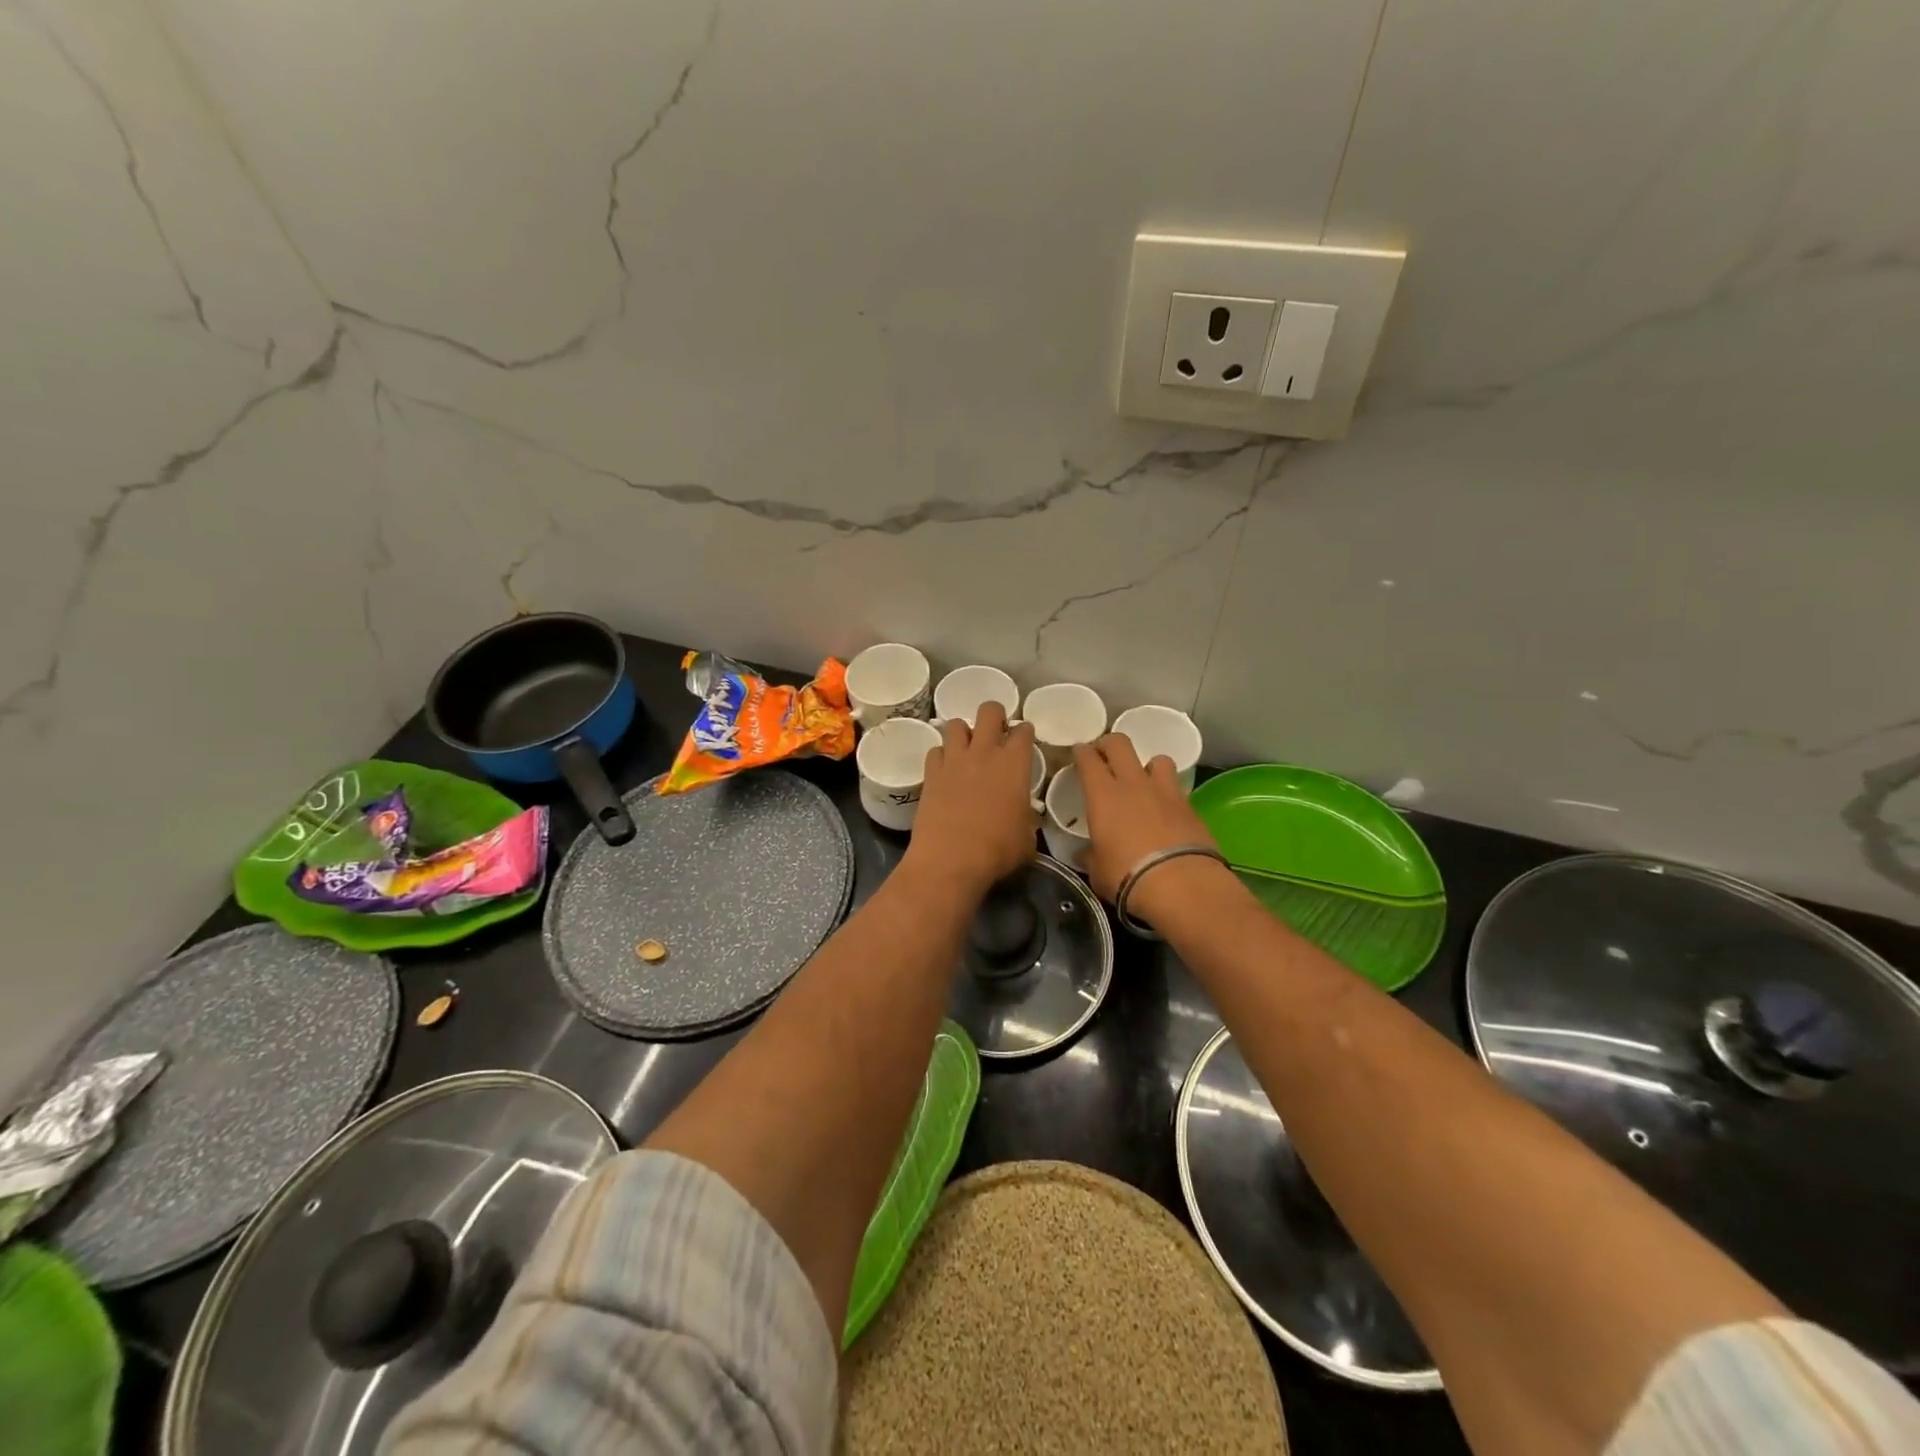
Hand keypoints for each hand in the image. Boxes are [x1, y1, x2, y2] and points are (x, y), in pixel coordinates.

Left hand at [903, 702, 1038, 895]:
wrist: (950, 860)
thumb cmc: (997, 850)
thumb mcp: (1026, 838)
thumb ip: (1027, 818)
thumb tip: (1025, 817)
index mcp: (1015, 764)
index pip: (1023, 731)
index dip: (1025, 732)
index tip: (1024, 739)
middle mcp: (984, 752)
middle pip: (989, 711)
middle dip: (995, 716)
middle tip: (995, 733)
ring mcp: (954, 760)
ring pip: (956, 724)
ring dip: (964, 733)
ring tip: (967, 749)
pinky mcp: (930, 773)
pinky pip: (935, 750)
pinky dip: (942, 756)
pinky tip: (945, 769)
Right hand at [1074, 735, 1229, 927]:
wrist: (1181, 883)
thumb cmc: (1126, 876)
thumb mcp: (1097, 869)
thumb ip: (1091, 855)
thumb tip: (1085, 854)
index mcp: (1102, 794)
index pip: (1088, 758)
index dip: (1081, 753)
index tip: (1078, 755)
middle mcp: (1133, 783)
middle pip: (1120, 743)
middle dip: (1109, 745)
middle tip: (1104, 757)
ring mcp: (1165, 791)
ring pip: (1156, 759)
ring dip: (1147, 766)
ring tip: (1143, 782)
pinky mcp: (1190, 806)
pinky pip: (1176, 787)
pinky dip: (1168, 793)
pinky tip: (1165, 810)